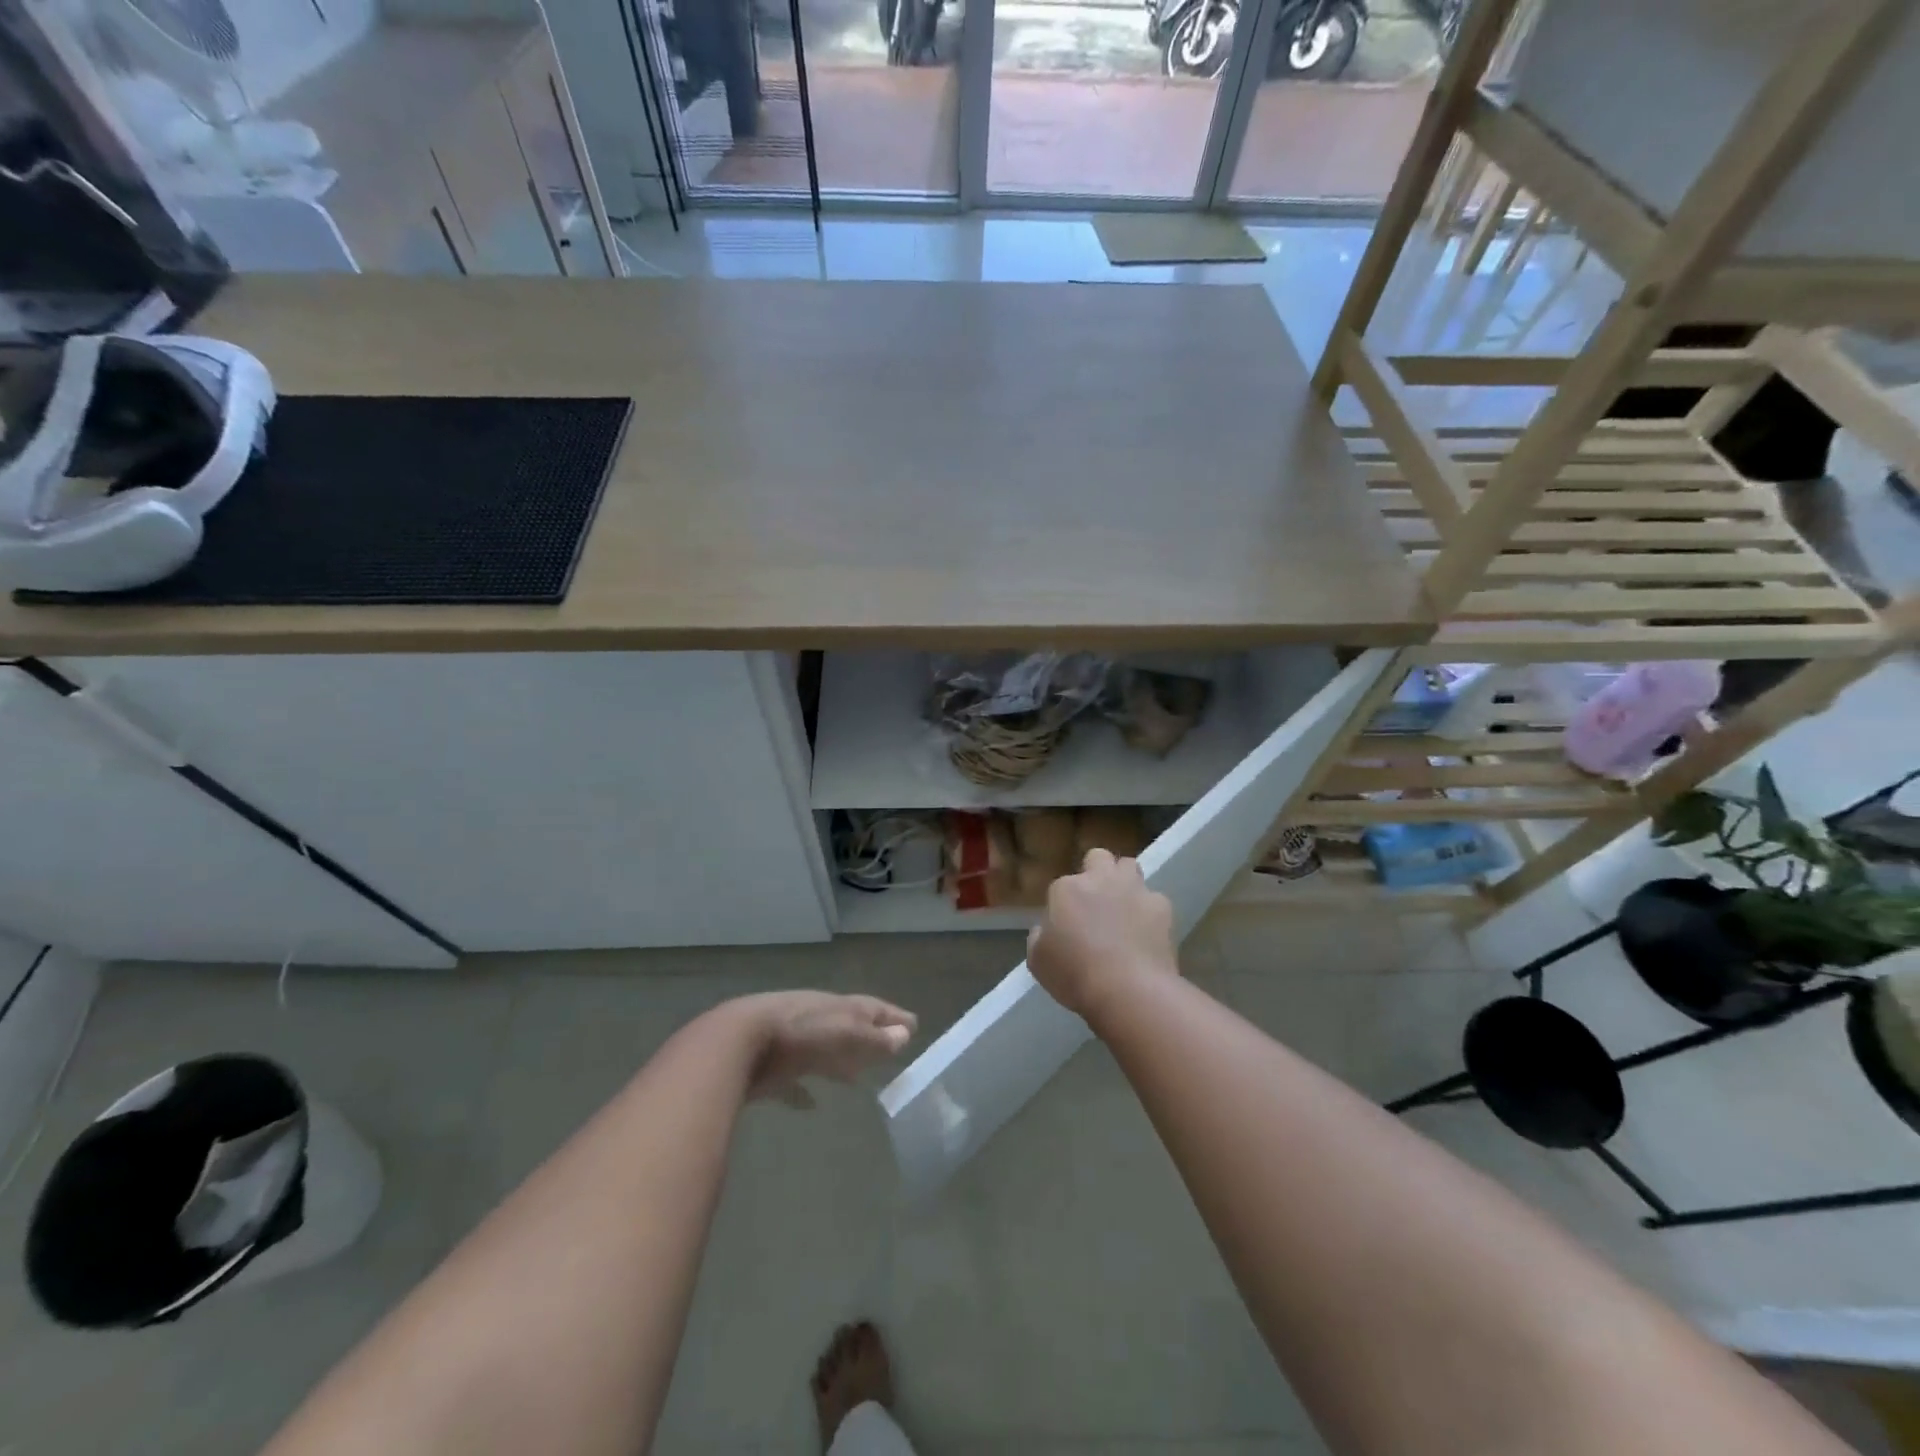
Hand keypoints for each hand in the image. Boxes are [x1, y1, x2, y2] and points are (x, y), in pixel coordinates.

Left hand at [740, 991, 917, 1108]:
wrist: (736, 1043)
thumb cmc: (798, 1034)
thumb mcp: (843, 1033)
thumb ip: (873, 1037)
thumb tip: (905, 1034)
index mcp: (836, 1007)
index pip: (871, 1008)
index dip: (892, 1016)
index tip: (913, 1025)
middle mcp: (816, 1019)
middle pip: (848, 1027)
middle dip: (868, 1037)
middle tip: (890, 1050)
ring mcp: (791, 1042)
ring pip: (823, 1050)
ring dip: (840, 1061)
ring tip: (857, 1078)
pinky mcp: (770, 1068)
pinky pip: (794, 1080)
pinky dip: (804, 1092)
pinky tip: (811, 1106)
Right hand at [1026, 848, 1177, 1019]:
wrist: (1129, 991)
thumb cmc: (1075, 976)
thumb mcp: (1038, 961)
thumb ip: (1040, 937)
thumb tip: (1048, 930)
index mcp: (1066, 889)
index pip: (1061, 886)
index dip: (1064, 905)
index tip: (1066, 927)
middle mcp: (1100, 879)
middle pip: (1098, 857)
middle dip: (1096, 872)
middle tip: (1095, 902)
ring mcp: (1134, 889)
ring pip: (1129, 867)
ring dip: (1125, 882)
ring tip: (1123, 910)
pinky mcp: (1162, 907)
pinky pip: (1154, 900)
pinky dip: (1149, 912)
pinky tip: (1146, 933)